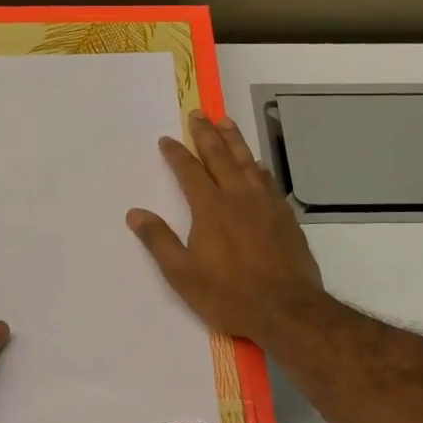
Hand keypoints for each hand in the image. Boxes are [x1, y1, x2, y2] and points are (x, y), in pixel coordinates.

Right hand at [127, 111, 327, 353]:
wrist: (286, 309)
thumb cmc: (229, 294)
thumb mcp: (182, 274)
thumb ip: (159, 241)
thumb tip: (135, 213)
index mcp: (211, 208)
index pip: (189, 171)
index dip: (176, 154)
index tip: (167, 139)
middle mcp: (239, 197)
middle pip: (220, 156)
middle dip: (206, 134)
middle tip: (199, 114)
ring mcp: (265, 204)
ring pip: (247, 162)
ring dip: (234, 140)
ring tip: (225, 122)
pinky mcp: (285, 216)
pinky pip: (267, 180)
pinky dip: (257, 166)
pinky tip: (255, 164)